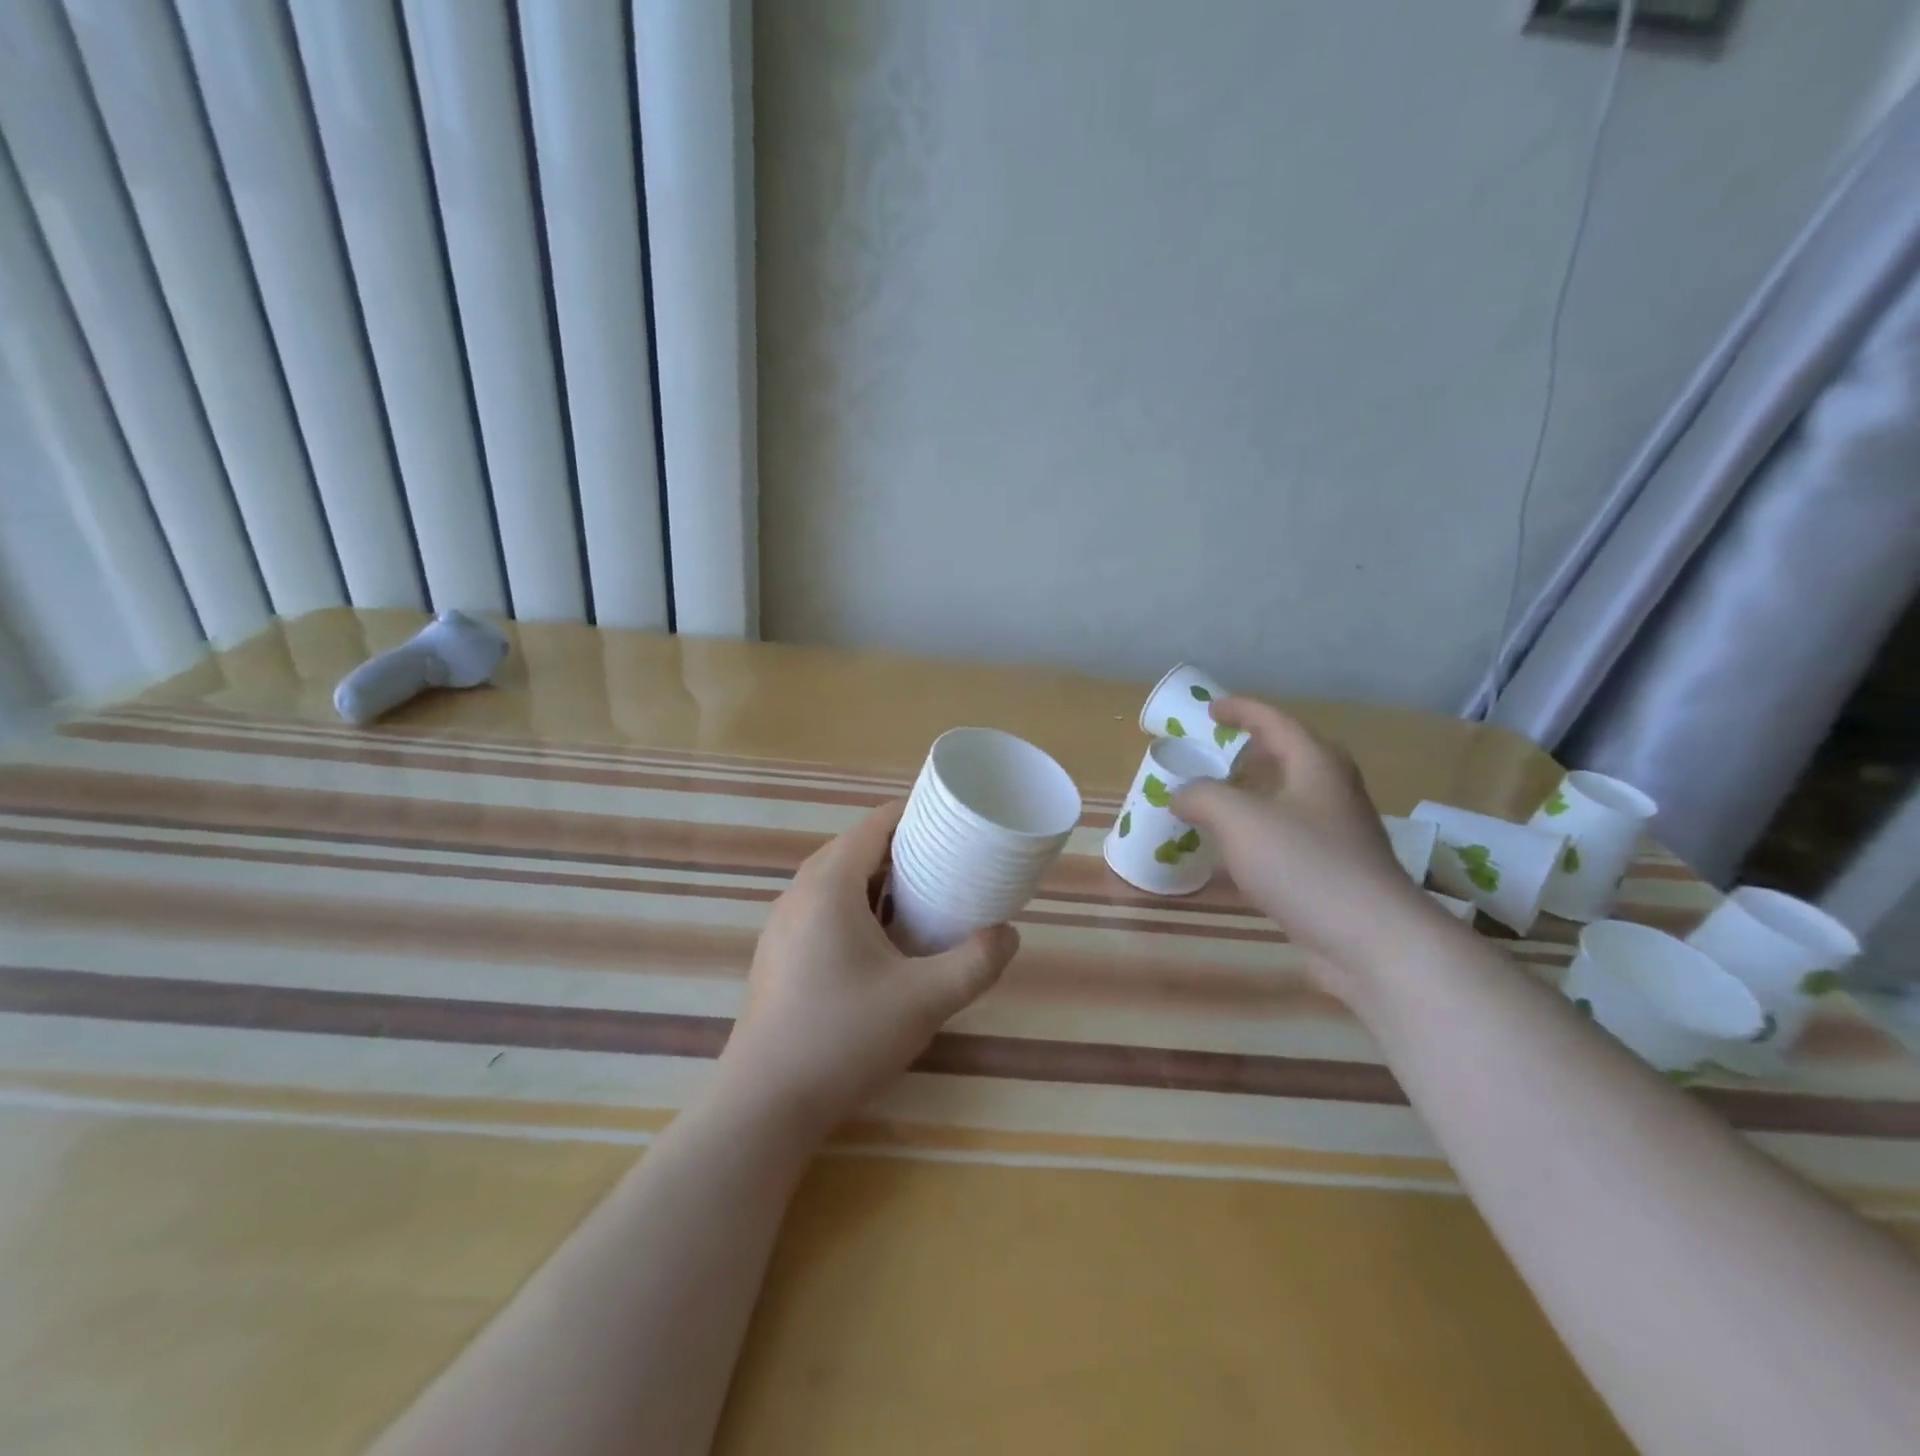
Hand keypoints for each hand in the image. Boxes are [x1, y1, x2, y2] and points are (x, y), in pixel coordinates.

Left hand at [717, 800, 1019, 1139]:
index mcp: (829, 885)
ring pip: (836, 881)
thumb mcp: (925, 1000)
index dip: (915, 815)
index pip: (875, 825)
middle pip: (855, 848)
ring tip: (921, 900)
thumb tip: (1008, 935)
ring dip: (877, 880)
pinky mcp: (777, 954)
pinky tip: (881, 944)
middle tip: (946, 863)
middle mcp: (799, 893)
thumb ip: (975, 963)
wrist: (765, 1104)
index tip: (953, 824)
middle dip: (901, 848)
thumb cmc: (844, 1037)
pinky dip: (856, 907)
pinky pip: (821, 908)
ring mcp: (782, 925)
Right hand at [1174, 697, 1444, 998]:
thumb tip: (1180, 794)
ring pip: (1290, 799)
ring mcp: (1338, 834)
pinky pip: (1289, 837)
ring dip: (1255, 794)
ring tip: (1218, 802)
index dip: (1241, 710)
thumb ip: (1203, 797)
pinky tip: (1237, 855)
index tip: (1210, 709)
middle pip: (1291, 756)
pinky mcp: (1335, 872)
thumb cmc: (1305, 864)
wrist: (1372, 941)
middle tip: (1217, 754)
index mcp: (1316, 765)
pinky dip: (1259, 833)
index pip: (1275, 721)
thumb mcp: (1239, 820)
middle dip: (1253, 750)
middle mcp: (1333, 792)